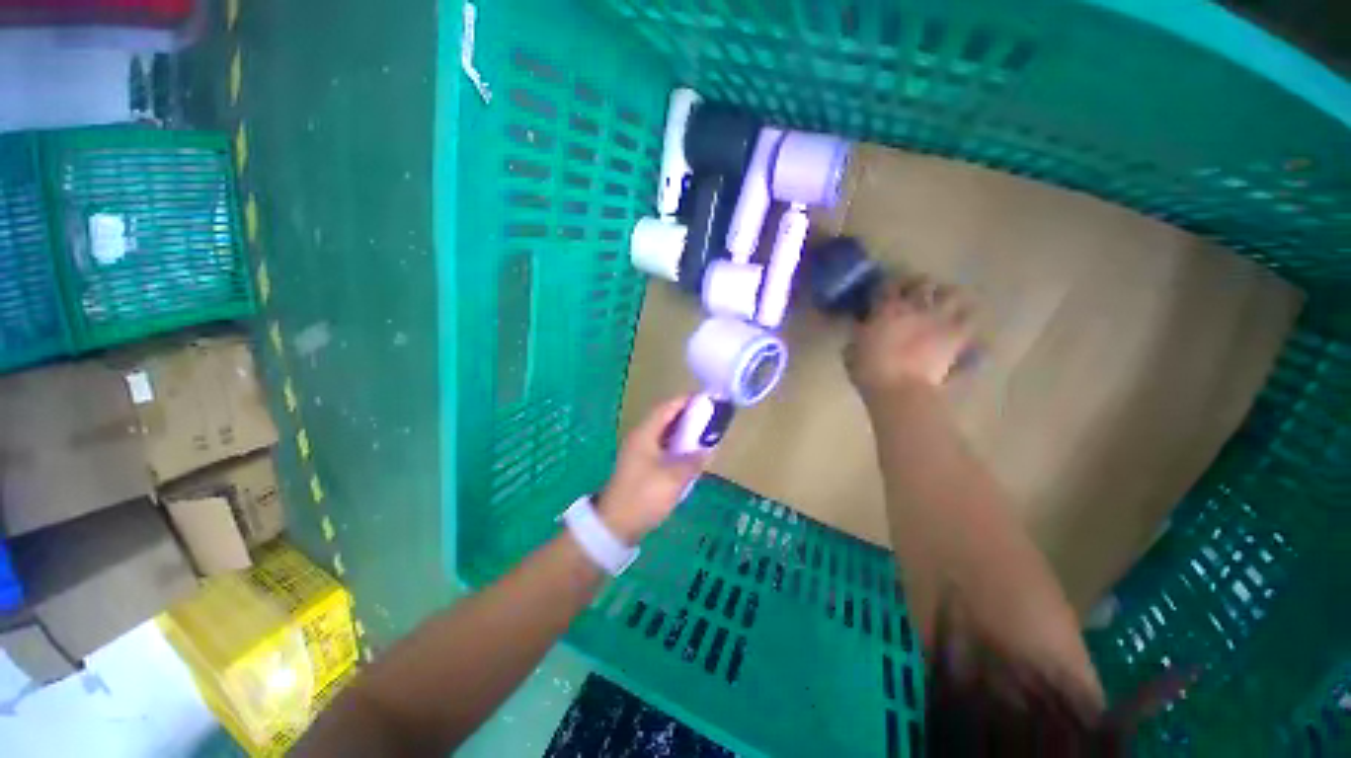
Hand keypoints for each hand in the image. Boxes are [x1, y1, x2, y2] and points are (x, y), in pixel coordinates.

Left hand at [597, 396, 710, 543]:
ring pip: (663, 434)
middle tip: (708, 417)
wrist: (616, 524)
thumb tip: (707, 450)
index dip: (685, 401)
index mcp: (645, 434)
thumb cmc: (644, 496)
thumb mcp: (674, 478)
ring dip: (682, 432)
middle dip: (686, 416)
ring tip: (703, 433)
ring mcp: (638, 452)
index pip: (666, 408)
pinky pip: (661, 447)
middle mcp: (640, 438)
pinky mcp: (640, 466)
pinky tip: (689, 454)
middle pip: (665, 419)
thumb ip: (693, 460)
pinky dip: (676, 446)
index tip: (705, 399)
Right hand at [845, 275, 974, 403]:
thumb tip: (861, 329)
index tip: (886, 291)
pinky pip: (970, 321)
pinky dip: (967, 320)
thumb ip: (858, 336)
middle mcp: (915, 307)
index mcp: (886, 310)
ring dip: (949, 296)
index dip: (888, 285)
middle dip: (920, 284)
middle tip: (916, 292)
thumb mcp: (852, 352)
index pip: (888, 285)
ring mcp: (940, 320)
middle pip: (923, 282)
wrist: (900, 391)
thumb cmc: (869, 373)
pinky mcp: (958, 337)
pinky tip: (963, 325)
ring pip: (954, 294)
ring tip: (945, 303)